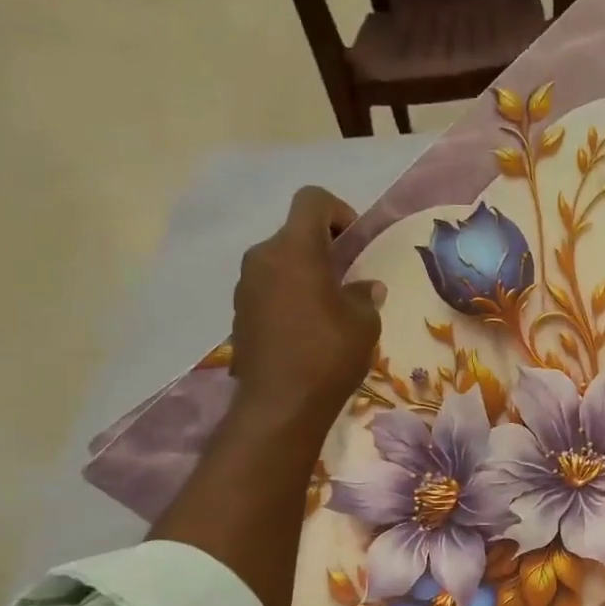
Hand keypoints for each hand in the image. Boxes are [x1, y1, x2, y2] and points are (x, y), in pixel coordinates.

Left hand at [228, 186, 381, 440]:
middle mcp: (263, 257)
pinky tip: (306, 329)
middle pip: (294, 233)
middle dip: (322, 248)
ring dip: (304, 273)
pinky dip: (288, 295)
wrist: (279, 405)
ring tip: (328, 307)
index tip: (354, 242)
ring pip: (280, 262)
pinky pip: (268, 288)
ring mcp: (245, 286)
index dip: (338, 211)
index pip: (312, 200)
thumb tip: (365, 288)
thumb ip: (365, 295)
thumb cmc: (328, 355)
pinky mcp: (239, 313)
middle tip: (347, 278)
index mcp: (295, 249)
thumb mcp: (364, 323)